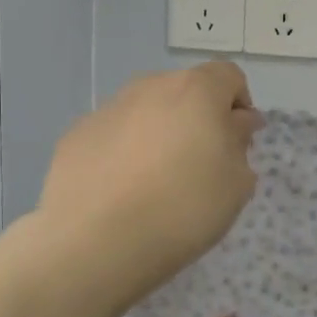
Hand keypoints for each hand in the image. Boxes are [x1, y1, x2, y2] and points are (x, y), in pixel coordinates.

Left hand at [38, 63, 262, 303]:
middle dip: (197, 120)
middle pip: (184, 91)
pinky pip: (113, 136)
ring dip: (158, 135)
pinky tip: (121, 193)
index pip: (228, 76)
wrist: (96, 240)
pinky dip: (123, 154)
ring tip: (156, 184)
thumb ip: (239, 143)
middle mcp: (149, 87)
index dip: (240, 105)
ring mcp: (107, 109)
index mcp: (196, 90)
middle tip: (200, 167)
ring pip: (145, 112)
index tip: (237, 143)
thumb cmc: (183, 209)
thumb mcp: (236, 184)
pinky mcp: (76, 135)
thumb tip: (235, 122)